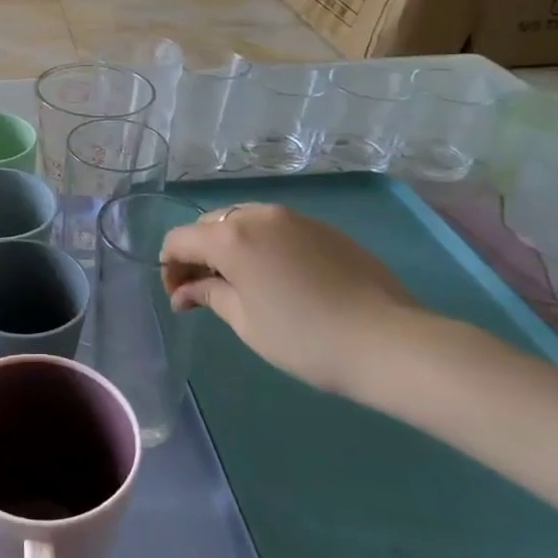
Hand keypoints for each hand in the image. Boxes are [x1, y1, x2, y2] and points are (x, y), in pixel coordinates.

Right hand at [160, 203, 422, 395]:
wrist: (387, 341)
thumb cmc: (303, 338)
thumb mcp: (245, 321)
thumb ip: (209, 295)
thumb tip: (186, 290)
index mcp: (231, 237)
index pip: (179, 239)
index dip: (170, 268)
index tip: (180, 299)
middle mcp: (258, 215)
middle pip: (210, 226)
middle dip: (199, 256)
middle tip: (204, 293)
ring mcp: (294, 218)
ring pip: (243, 223)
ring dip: (230, 248)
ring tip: (241, 285)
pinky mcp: (323, 228)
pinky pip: (276, 229)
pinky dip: (261, 246)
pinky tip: (277, 279)